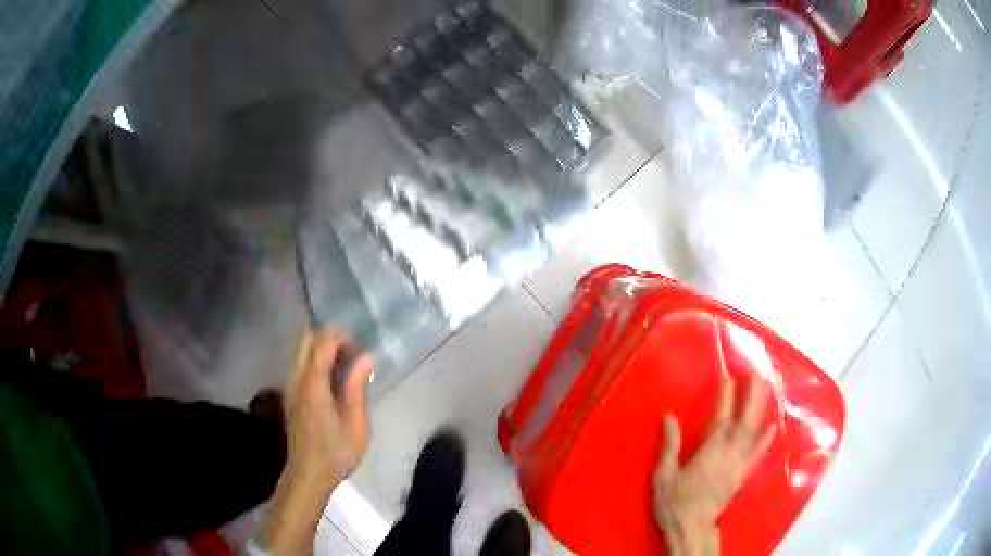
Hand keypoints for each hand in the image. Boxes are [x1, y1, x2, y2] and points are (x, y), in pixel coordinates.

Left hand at [283, 329, 375, 485]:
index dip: (340, 337)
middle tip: (353, 358)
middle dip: (329, 340)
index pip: (321, 343)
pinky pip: (300, 366)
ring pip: (302, 352)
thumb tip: (367, 356)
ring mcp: (290, 387)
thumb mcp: (355, 424)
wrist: (307, 475)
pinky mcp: (290, 396)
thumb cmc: (336, 453)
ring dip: (322, 351)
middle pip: (307, 340)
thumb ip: (357, 387)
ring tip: (346, 372)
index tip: (359, 348)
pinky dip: (316, 363)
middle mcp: (296, 379)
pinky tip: (333, 386)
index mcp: (313, 384)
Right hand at [653, 373, 775, 555]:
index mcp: (709, 452)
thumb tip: (669, 417)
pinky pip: (757, 454)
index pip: (720, 418)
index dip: (726, 396)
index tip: (729, 376)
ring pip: (753, 432)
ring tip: (765, 389)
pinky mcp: (742, 475)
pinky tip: (772, 427)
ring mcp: (738, 464)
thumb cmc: (675, 502)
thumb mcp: (663, 475)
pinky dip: (765, 439)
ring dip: (760, 409)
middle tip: (757, 373)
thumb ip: (670, 446)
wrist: (691, 527)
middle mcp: (728, 454)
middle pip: (744, 420)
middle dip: (752, 396)